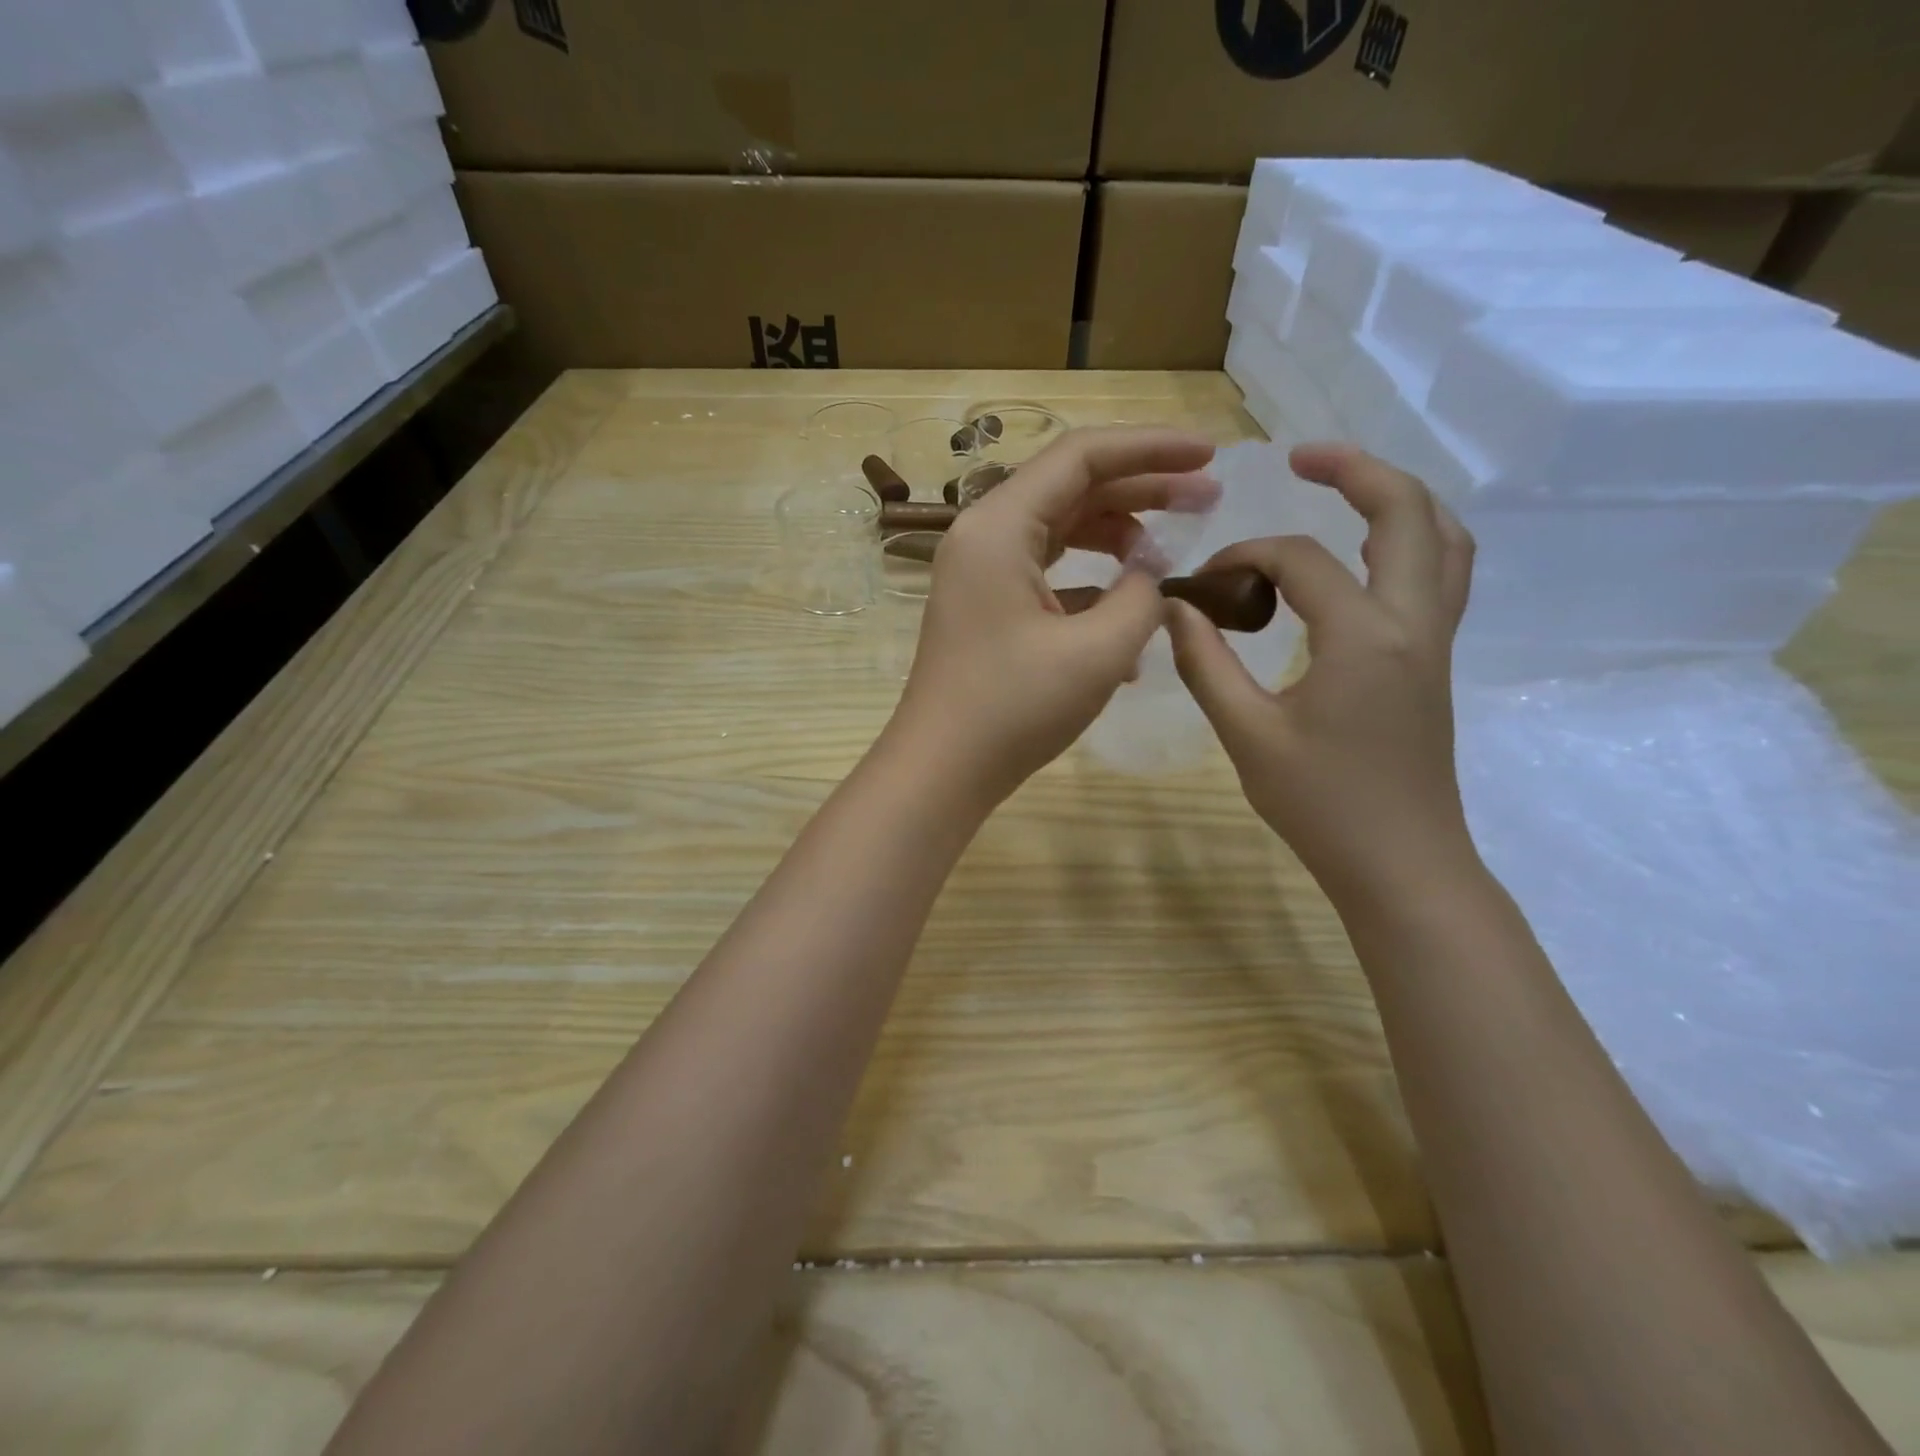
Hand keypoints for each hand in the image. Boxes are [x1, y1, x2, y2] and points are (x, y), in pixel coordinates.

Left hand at [889, 426, 1219, 804]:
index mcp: (999, 526)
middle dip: (1143, 489)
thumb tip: (1151, 576)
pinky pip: (1049, 576)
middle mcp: (984, 537)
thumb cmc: (1013, 710)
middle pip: (1072, 489)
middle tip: (1208, 499)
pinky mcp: (990, 609)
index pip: (1081, 457)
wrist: (941, 772)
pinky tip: (1132, 617)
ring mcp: (983, 574)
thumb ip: (1142, 598)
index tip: (1209, 456)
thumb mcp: (1097, 652)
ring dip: (1118, 537)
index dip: (1151, 448)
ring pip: (1061, 532)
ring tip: (1172, 555)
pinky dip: (1092, 585)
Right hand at [1166, 444, 1476, 901]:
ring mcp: (1434, 640)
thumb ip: (1206, 664)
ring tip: (1344, 489)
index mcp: (1364, 634)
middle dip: (1356, 471)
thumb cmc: (1321, 804)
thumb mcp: (1246, 734)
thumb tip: (1174, 611)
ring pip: (1442, 539)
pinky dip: (1409, 542)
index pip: (1300, 560)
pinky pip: (1439, 575)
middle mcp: (1413, 621)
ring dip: (1397, 500)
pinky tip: (1365, 558)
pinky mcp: (1434, 662)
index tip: (1203, 585)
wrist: (1400, 862)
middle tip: (1302, 455)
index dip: (1244, 557)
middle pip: (1407, 512)